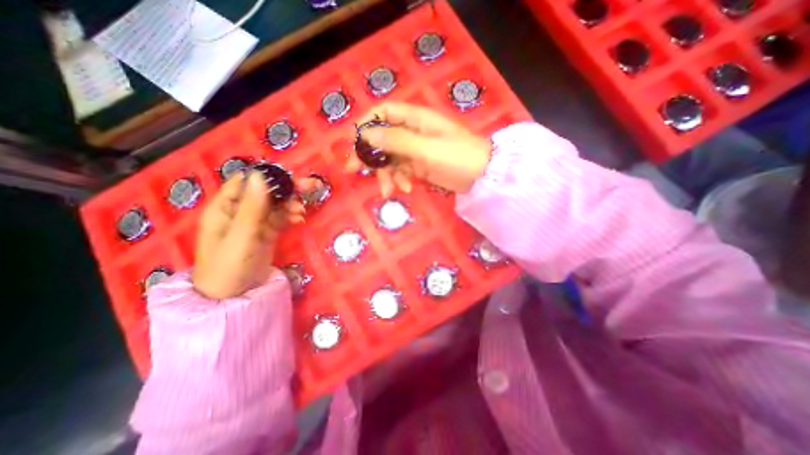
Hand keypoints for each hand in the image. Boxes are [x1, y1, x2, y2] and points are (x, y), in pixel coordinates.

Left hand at [192, 171, 309, 298]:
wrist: (234, 297)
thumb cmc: (229, 267)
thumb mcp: (241, 236)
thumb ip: (252, 207)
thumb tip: (260, 175)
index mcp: (225, 207)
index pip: (247, 181)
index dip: (269, 176)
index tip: (291, 177)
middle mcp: (239, 211)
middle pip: (266, 192)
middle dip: (288, 188)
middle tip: (313, 186)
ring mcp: (254, 222)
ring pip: (276, 205)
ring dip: (291, 204)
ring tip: (302, 211)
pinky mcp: (266, 232)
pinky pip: (281, 218)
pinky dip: (291, 216)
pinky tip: (299, 219)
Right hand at [342, 101, 490, 194]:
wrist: (482, 176)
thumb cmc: (458, 156)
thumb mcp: (426, 148)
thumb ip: (396, 141)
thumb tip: (366, 134)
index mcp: (415, 119)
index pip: (384, 112)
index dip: (367, 123)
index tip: (354, 141)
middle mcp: (413, 131)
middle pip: (382, 138)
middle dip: (369, 155)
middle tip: (353, 171)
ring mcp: (416, 150)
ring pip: (390, 159)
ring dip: (386, 174)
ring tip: (389, 191)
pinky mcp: (419, 166)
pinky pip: (402, 171)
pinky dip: (400, 180)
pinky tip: (406, 189)